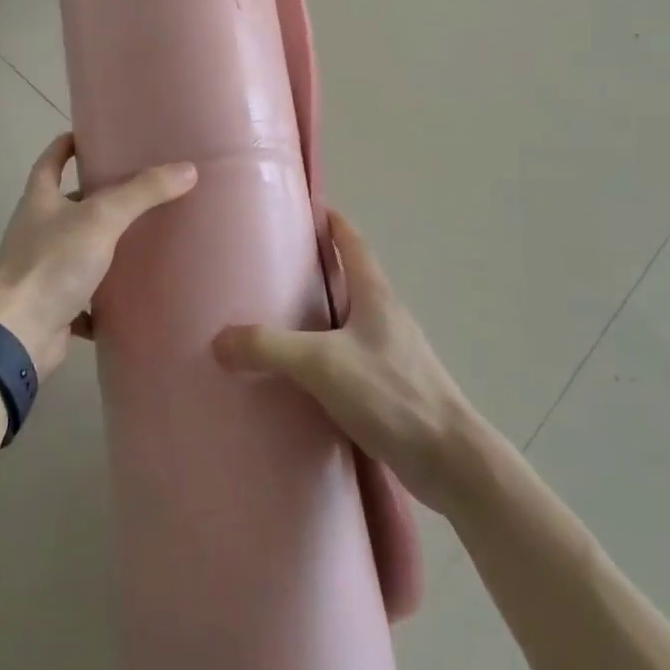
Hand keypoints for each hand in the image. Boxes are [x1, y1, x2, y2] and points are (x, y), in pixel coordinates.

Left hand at [0, 133, 196, 377]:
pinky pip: (83, 296)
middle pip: (66, 205)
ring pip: (77, 249)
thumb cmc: (53, 263)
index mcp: (39, 201)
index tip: (89, 135)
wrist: (19, 335)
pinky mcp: (52, 305)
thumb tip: (187, 169)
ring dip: (102, 245)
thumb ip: (142, 193)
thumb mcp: (102, 218)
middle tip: (137, 188)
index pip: (50, 161)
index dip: (66, 145)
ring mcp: (42, 270)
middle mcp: (36, 231)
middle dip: (96, 196)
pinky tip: (130, 295)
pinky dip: (103, 296)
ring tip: (142, 237)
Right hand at [213, 210, 476, 512]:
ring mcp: (391, 352)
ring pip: (349, 319)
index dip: (330, 221)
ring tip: (278, 319)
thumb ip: (269, 348)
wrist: (450, 460)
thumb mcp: (322, 364)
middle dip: (316, 267)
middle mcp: (385, 315)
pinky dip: (326, 353)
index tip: (302, 209)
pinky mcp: (391, 387)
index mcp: (375, 294)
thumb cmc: (391, 393)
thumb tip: (219, 340)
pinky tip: (302, 375)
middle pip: (350, 277)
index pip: (352, 241)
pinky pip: (350, 356)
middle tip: (272, 267)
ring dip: (320, 313)